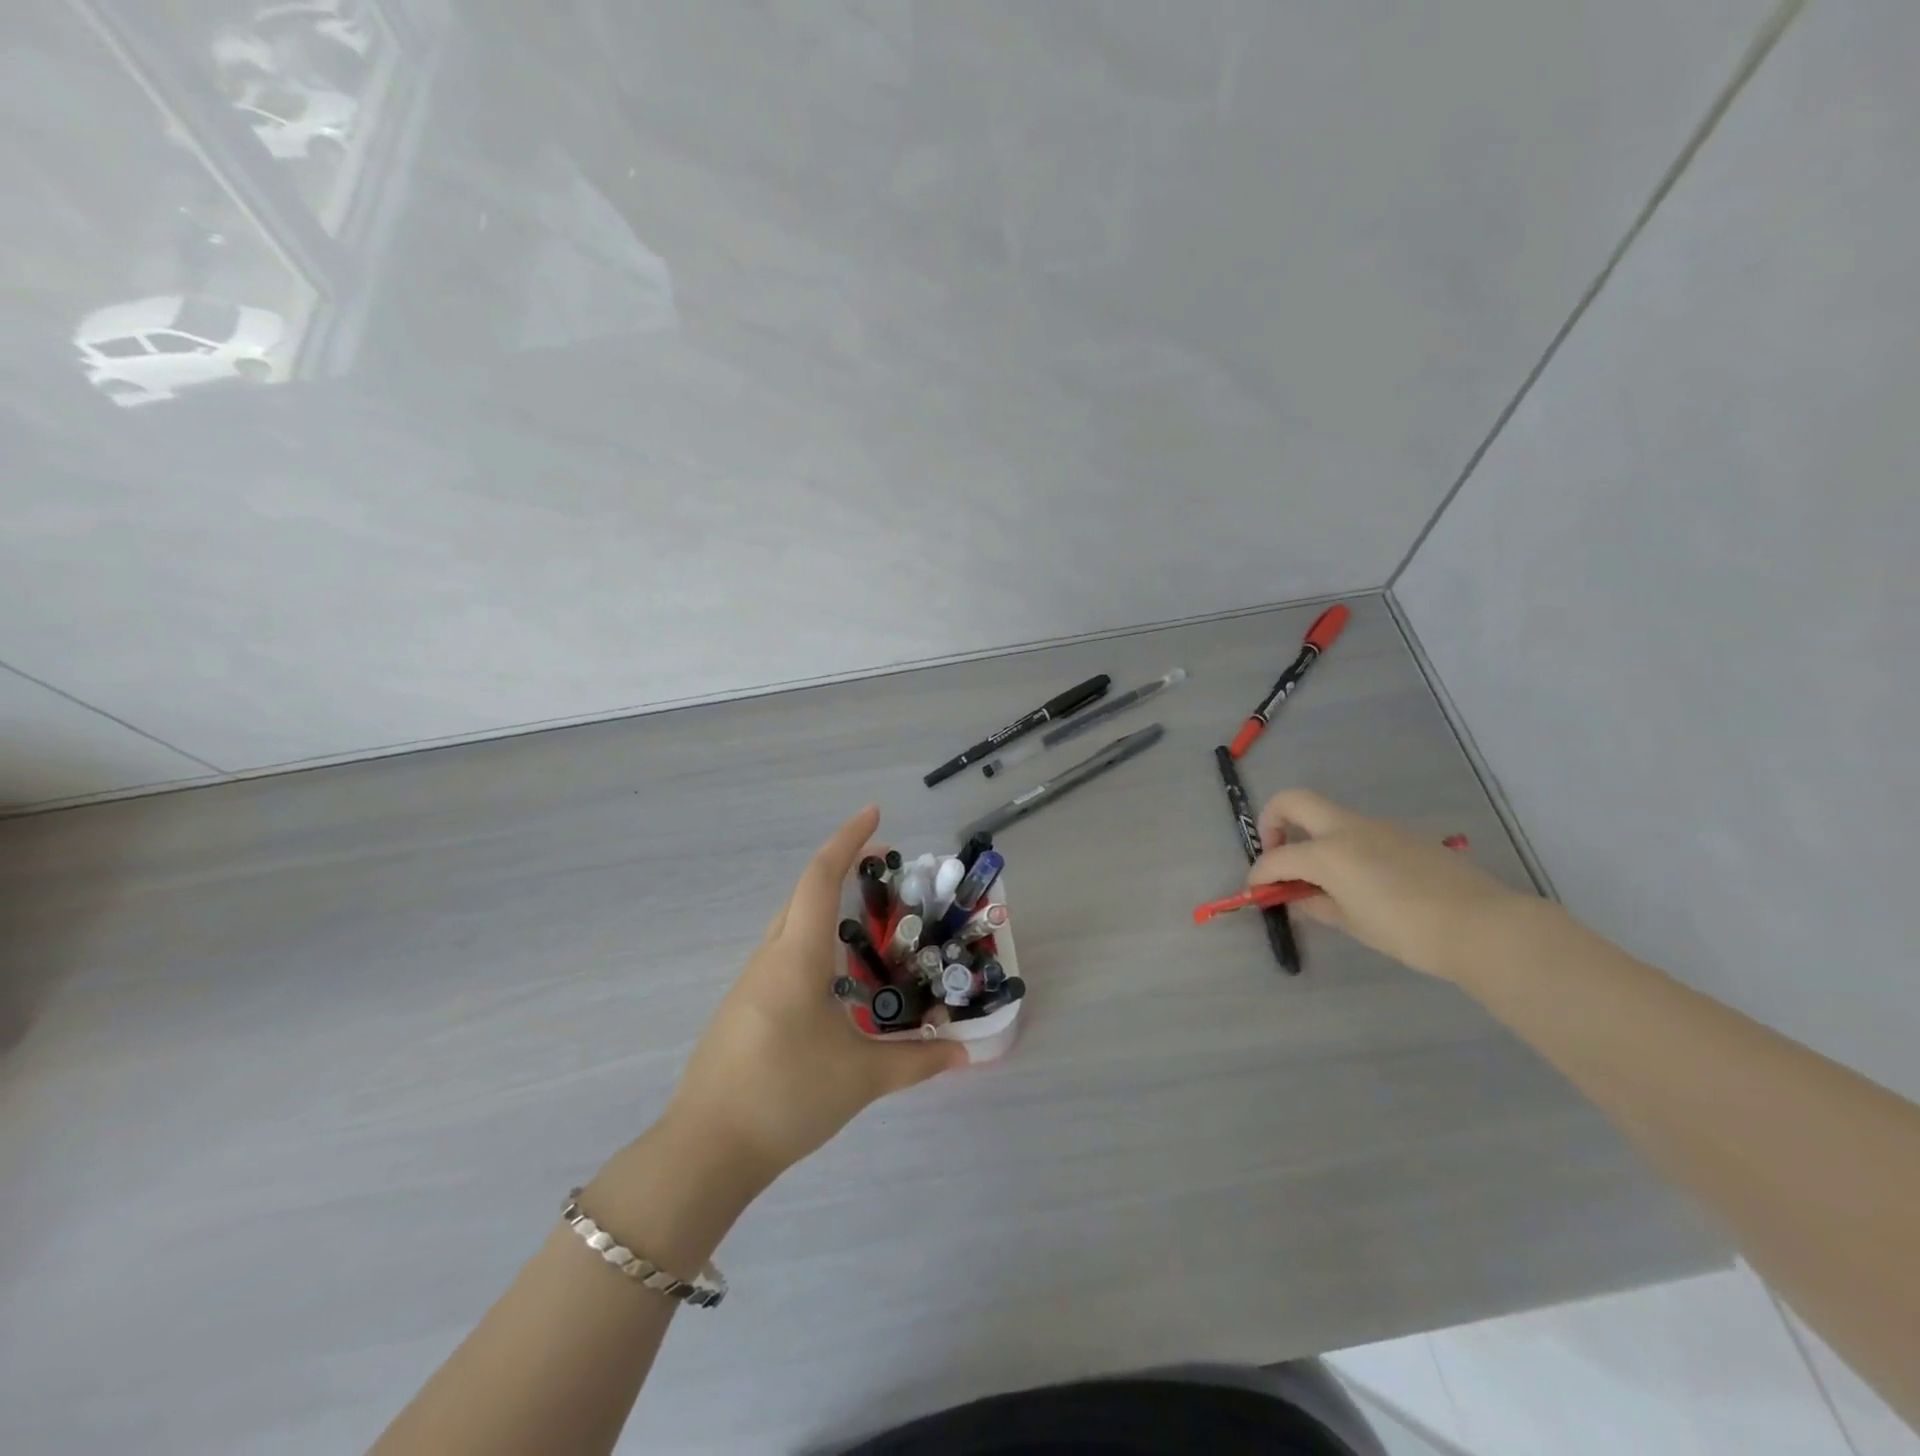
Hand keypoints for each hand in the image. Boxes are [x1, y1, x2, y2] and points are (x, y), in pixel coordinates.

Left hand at [663, 806, 965, 1189]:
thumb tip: (966, 1053)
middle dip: (843, 869)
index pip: (820, 878)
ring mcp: (750, 983)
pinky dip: (813, 943)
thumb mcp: (862, 1077)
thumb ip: (917, 1060)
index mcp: (796, 956)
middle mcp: (770, 957)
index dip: (848, 840)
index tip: (875, 815)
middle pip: (804, 893)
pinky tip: (836, 980)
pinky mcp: (743, 1008)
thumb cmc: (786, 1096)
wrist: (705, 1150)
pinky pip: (783, 955)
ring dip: (827, 908)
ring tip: (869, 925)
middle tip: (887, 871)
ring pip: (792, 925)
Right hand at [1250, 789, 1526, 981]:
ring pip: (1327, 816)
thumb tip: (1298, 896)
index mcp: (1329, 852)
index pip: (1277, 858)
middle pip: (1293, 801)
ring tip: (1321, 880)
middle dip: (1272, 822)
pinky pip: (1357, 831)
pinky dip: (1341, 846)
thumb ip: (1316, 905)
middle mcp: (1347, 828)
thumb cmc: (1408, 931)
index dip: (1259, 875)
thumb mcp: (1352, 923)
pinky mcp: (1402, 835)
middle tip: (1276, 855)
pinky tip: (1359, 881)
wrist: (1483, 926)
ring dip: (1310, 836)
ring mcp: (1377, 826)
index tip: (1257, 892)